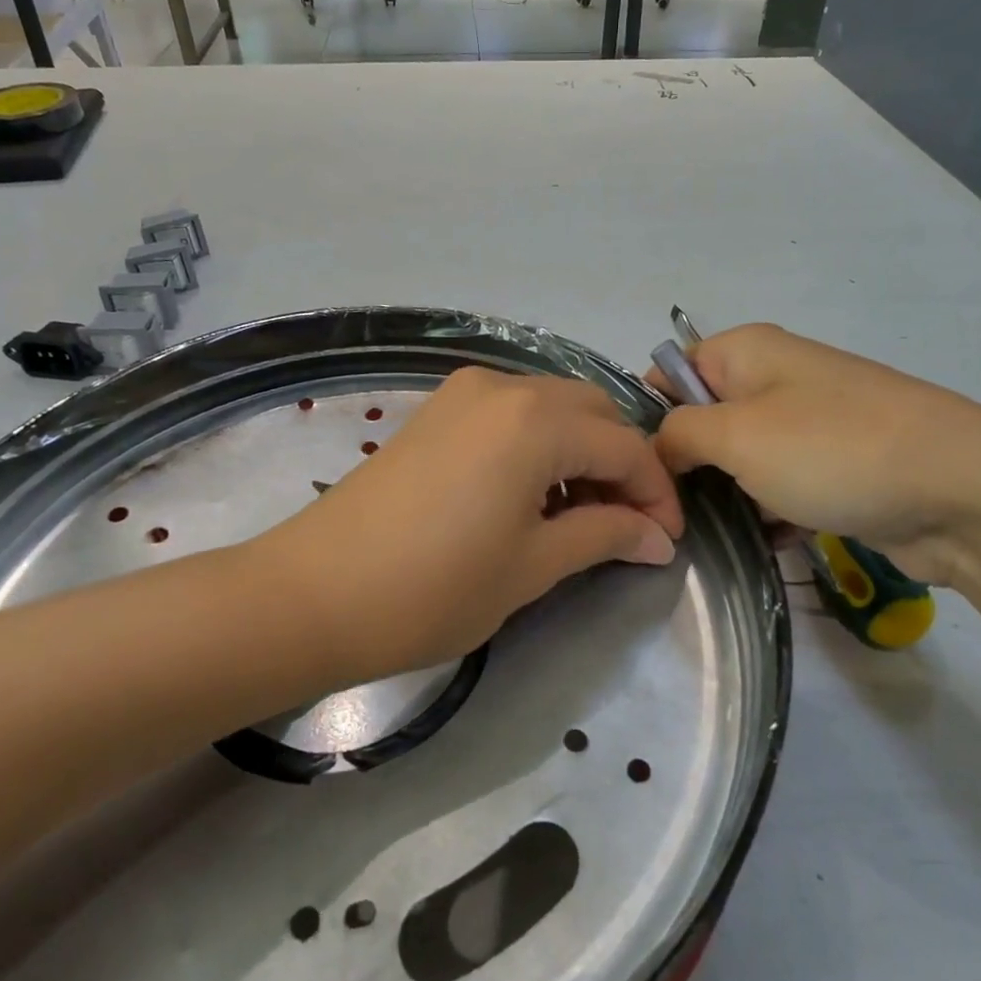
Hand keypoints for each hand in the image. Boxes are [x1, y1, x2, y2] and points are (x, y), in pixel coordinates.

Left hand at [253, 367, 683, 685]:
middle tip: (628, 525)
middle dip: (622, 464)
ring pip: (552, 407)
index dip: (656, 493)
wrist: (313, 593)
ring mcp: (464, 393)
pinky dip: (540, 444)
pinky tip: (534, 493)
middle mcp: (504, 387)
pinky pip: (512, 413)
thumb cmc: (433, 588)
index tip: (667, 541)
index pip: (626, 445)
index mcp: (536, 420)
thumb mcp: (532, 567)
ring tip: (583, 514)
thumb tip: (657, 536)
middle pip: (593, 412)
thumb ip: (604, 536)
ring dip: (582, 451)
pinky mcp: (436, 410)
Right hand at [651, 324, 980, 586]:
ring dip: (723, 497)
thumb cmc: (832, 449)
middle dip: (683, 466)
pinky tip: (758, 547)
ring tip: (704, 540)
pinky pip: (779, 487)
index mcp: (746, 352)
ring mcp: (808, 425)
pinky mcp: (834, 469)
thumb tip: (658, 447)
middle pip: (702, 420)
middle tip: (667, 516)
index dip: (645, 417)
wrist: (962, 492)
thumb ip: (677, 433)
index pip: (669, 373)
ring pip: (739, 460)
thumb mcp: (736, 434)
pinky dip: (765, 515)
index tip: (635, 471)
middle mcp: (774, 379)